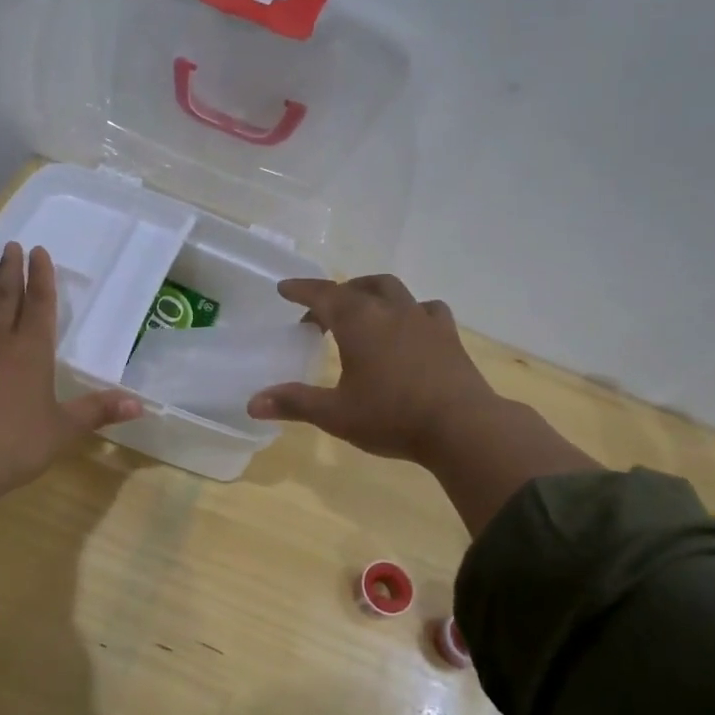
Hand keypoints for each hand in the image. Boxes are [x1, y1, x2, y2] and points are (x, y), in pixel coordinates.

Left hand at [0, 242, 139, 575]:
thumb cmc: (16, 444)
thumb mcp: (64, 429)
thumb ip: (98, 411)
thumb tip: (140, 404)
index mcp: (31, 351)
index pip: (40, 304)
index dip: (41, 277)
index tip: (38, 251)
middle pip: (5, 297)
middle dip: (9, 270)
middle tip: (9, 245)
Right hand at [246, 274, 496, 462]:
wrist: (462, 427)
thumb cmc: (391, 416)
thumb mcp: (335, 414)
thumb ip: (294, 403)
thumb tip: (252, 403)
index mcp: (358, 322)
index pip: (323, 295)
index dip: (301, 290)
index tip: (285, 288)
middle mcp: (391, 311)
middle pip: (360, 287)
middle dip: (338, 294)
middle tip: (323, 315)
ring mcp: (424, 320)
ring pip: (394, 291)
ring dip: (373, 295)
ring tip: (365, 313)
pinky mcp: (449, 336)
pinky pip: (427, 310)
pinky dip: (411, 312)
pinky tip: (410, 329)